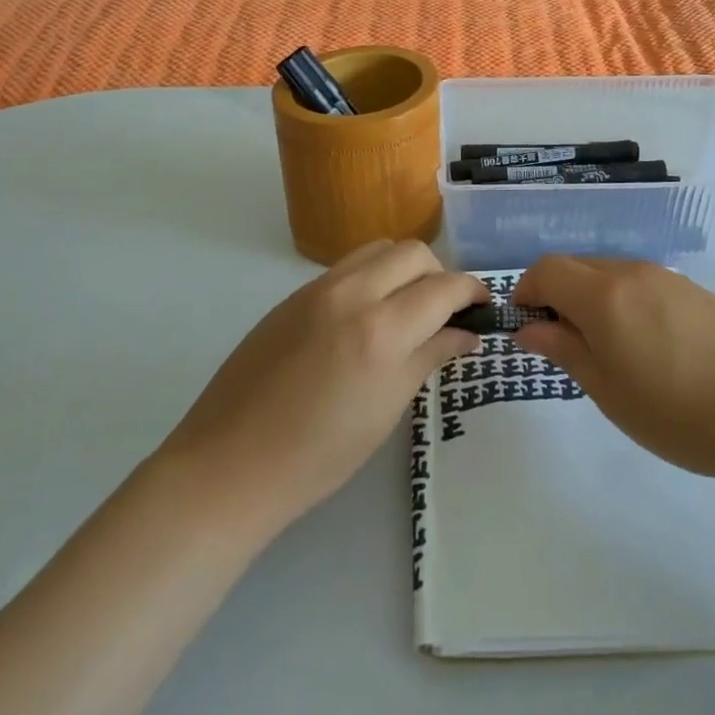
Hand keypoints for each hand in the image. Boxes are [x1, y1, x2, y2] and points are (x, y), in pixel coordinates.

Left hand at [164, 240, 486, 530]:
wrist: (230, 465)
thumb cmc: (318, 456)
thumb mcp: (387, 408)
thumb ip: (430, 357)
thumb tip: (466, 333)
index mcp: (380, 330)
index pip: (444, 287)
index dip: (473, 291)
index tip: (484, 306)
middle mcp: (350, 294)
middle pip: (413, 252)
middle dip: (439, 275)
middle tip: (443, 312)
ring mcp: (316, 290)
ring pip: (377, 249)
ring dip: (403, 269)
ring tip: (405, 309)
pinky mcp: (291, 296)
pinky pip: (345, 268)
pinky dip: (370, 278)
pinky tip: (364, 319)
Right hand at [512, 256, 714, 486]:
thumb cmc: (682, 413)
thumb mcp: (610, 392)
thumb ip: (564, 351)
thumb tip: (527, 327)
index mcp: (604, 295)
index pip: (546, 269)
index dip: (525, 292)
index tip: (526, 328)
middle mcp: (633, 272)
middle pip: (576, 266)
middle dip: (556, 295)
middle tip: (562, 345)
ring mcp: (669, 277)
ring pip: (610, 274)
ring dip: (590, 299)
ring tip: (606, 352)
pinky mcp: (696, 291)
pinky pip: (641, 284)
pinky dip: (623, 303)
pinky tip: (647, 348)